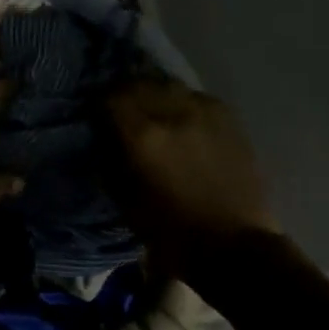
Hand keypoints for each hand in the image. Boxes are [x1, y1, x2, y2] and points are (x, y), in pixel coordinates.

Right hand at [104, 78, 279, 275]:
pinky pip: (196, 97)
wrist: (234, 246)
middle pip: (138, 83)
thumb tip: (103, 139)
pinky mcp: (228, 118)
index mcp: (143, 135)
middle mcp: (173, 112)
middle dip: (123, 94)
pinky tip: (181, 121)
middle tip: (119, 111)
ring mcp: (204, 111)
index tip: (94, 117)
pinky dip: (181, 103)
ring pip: (168, 84)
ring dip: (153, 94)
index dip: (97, 104)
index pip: (109, 97)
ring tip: (150, 111)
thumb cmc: (171, 232)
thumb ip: (110, 162)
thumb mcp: (125, 202)